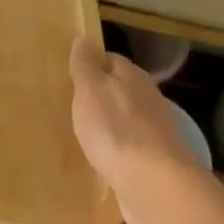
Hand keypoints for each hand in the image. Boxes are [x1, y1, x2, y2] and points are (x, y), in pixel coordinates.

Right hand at [70, 36, 203, 223]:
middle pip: (119, 90)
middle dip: (98, 96)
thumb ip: (86, 65)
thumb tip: (84, 37)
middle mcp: (148, 99)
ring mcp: (154, 131)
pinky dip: (116, 150)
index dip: (90, 65)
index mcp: (133, 76)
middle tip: (71, 106)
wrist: (154, 186)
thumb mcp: (91, 90)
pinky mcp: (155, 161)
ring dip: (108, 124)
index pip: (110, 60)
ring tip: (82, 133)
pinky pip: (129, 147)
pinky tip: (101, 159)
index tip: (69, 76)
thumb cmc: (116, 130)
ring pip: (125, 119)